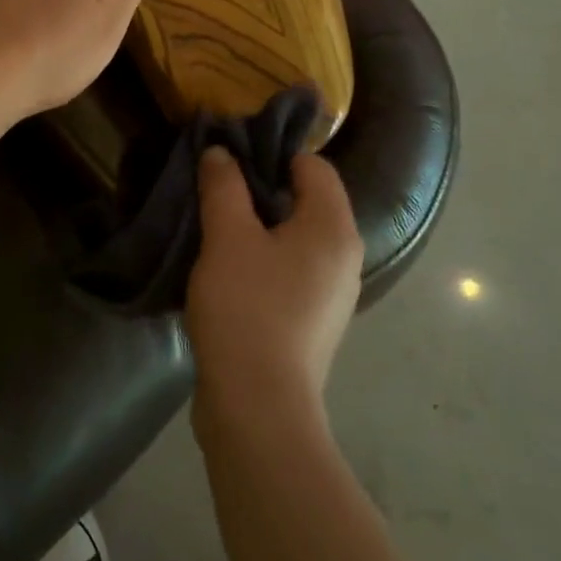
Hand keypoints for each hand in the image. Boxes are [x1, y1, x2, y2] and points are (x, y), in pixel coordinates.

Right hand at [187, 147, 363, 433]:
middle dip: (260, 190)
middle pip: (306, 200)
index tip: (230, 159)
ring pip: (295, 238)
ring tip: (215, 228)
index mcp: (334, 228)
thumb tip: (221, 152)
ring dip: (258, 227)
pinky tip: (228, 272)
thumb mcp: (227, 237)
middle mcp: (344, 256)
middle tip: (216, 190)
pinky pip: (291, 271)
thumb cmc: (247, 309)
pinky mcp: (313, 322)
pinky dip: (263, 261)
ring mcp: (332, 294)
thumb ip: (224, 186)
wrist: (258, 408)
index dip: (272, 154)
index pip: (313, 165)